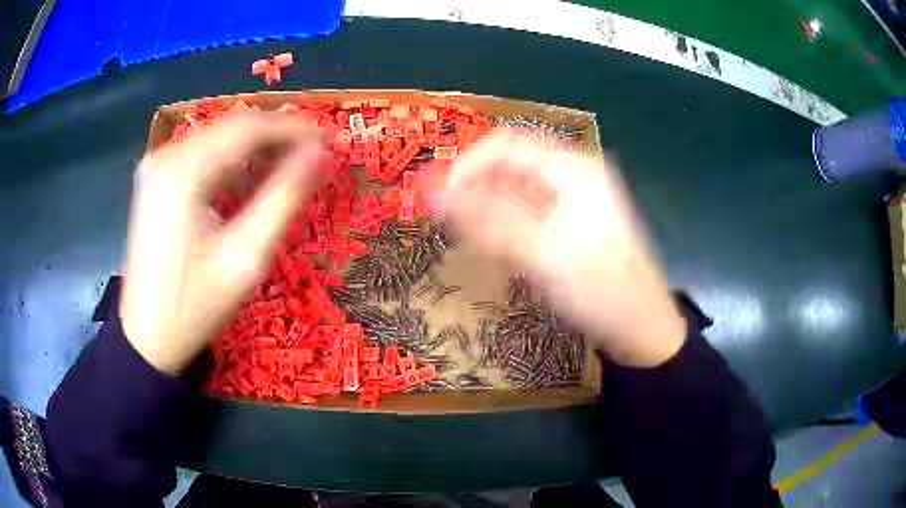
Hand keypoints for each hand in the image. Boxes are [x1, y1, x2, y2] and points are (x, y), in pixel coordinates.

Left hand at [120, 115, 325, 373]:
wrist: (148, 338)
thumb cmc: (195, 306)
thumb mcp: (246, 257)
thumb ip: (284, 198)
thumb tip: (320, 155)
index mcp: (184, 172)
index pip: (248, 128)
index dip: (294, 129)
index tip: (329, 140)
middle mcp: (166, 156)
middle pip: (232, 128)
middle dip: (277, 138)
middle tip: (314, 156)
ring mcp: (156, 166)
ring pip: (218, 139)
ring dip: (256, 149)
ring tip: (289, 168)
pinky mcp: (155, 180)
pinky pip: (201, 156)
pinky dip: (231, 162)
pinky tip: (250, 181)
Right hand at [443, 132, 685, 366]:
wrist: (642, 328)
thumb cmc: (602, 291)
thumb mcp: (543, 256)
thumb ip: (488, 221)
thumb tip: (435, 194)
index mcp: (575, 170)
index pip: (508, 146)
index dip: (468, 165)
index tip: (438, 197)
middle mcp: (573, 176)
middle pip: (511, 165)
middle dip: (474, 187)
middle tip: (442, 218)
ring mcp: (573, 201)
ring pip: (516, 190)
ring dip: (485, 207)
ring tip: (461, 234)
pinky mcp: (569, 225)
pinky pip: (527, 212)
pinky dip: (503, 224)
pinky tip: (489, 246)